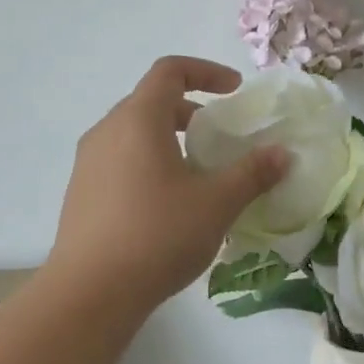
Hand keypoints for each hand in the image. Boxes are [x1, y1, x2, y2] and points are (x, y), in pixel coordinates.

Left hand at [48, 57, 287, 310]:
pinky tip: (168, 206)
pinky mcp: (81, 194)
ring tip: (197, 174)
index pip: (169, 71)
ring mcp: (87, 164)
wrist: (91, 292)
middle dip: (189, 112)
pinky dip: (149, 165)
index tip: (234, 90)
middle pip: (150, 102)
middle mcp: (106, 132)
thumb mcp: (217, 203)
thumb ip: (253, 173)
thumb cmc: (158, 235)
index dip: (206, 71)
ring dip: (168, 141)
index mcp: (138, 120)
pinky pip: (120, 162)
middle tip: (219, 138)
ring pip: (133, 135)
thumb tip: (282, 154)